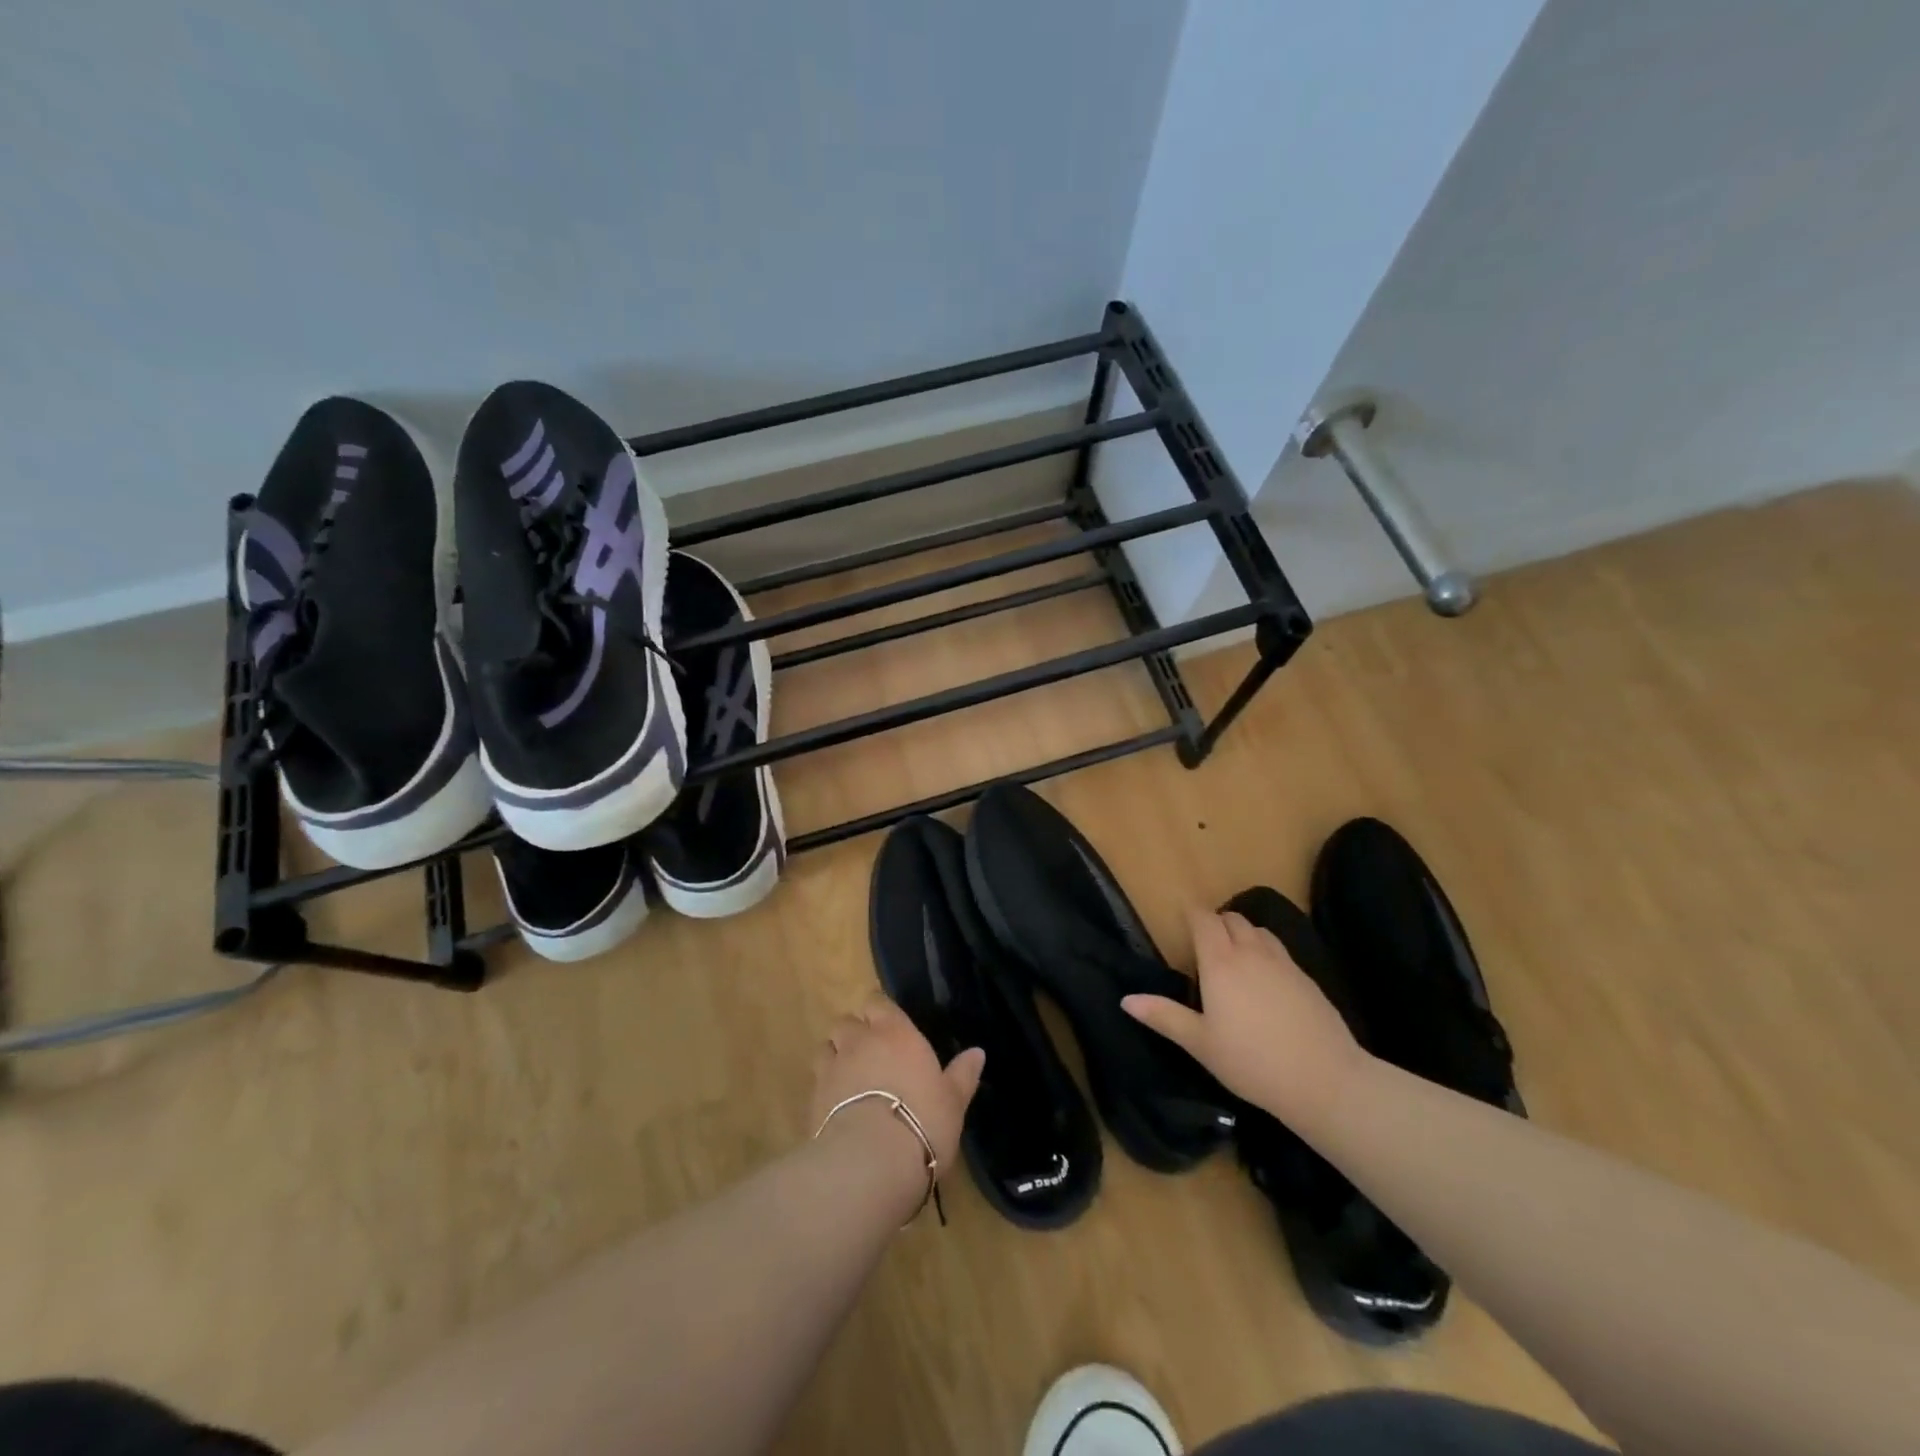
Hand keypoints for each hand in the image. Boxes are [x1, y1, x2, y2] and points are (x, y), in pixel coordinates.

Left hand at [809, 995, 984, 1202]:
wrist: (871, 1160)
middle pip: (846, 1021)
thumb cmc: (923, 1120)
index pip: (877, 1002)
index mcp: (894, 1032)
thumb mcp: (953, 1100)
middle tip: (869, 1053)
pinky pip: (816, 1080)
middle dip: (854, 1032)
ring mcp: (832, 1067)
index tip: (888, 1026)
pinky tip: (837, 1106)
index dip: (879, 1012)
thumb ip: (962, 1074)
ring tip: (848, 1077)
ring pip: (826, 1047)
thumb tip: (978, 1052)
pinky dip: (825, 1086)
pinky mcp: (813, 1097)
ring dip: (835, 1055)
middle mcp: (859, 1041)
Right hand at [1123, 908, 1367, 1128]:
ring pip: (1258, 930)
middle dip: (1215, 922)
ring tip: (1233, 956)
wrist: (1324, 1080)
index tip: (1181, 916)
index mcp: (1221, 963)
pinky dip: (1265, 950)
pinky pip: (1279, 949)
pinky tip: (1264, 979)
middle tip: (1203, 943)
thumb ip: (1164, 1016)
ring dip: (1242, 933)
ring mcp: (1283, 963)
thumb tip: (1126, 999)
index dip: (1191, 913)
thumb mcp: (1200, 1043)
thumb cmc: (1251, 1062)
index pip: (1204, 920)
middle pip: (1232, 918)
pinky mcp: (1307, 978)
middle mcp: (1251, 953)